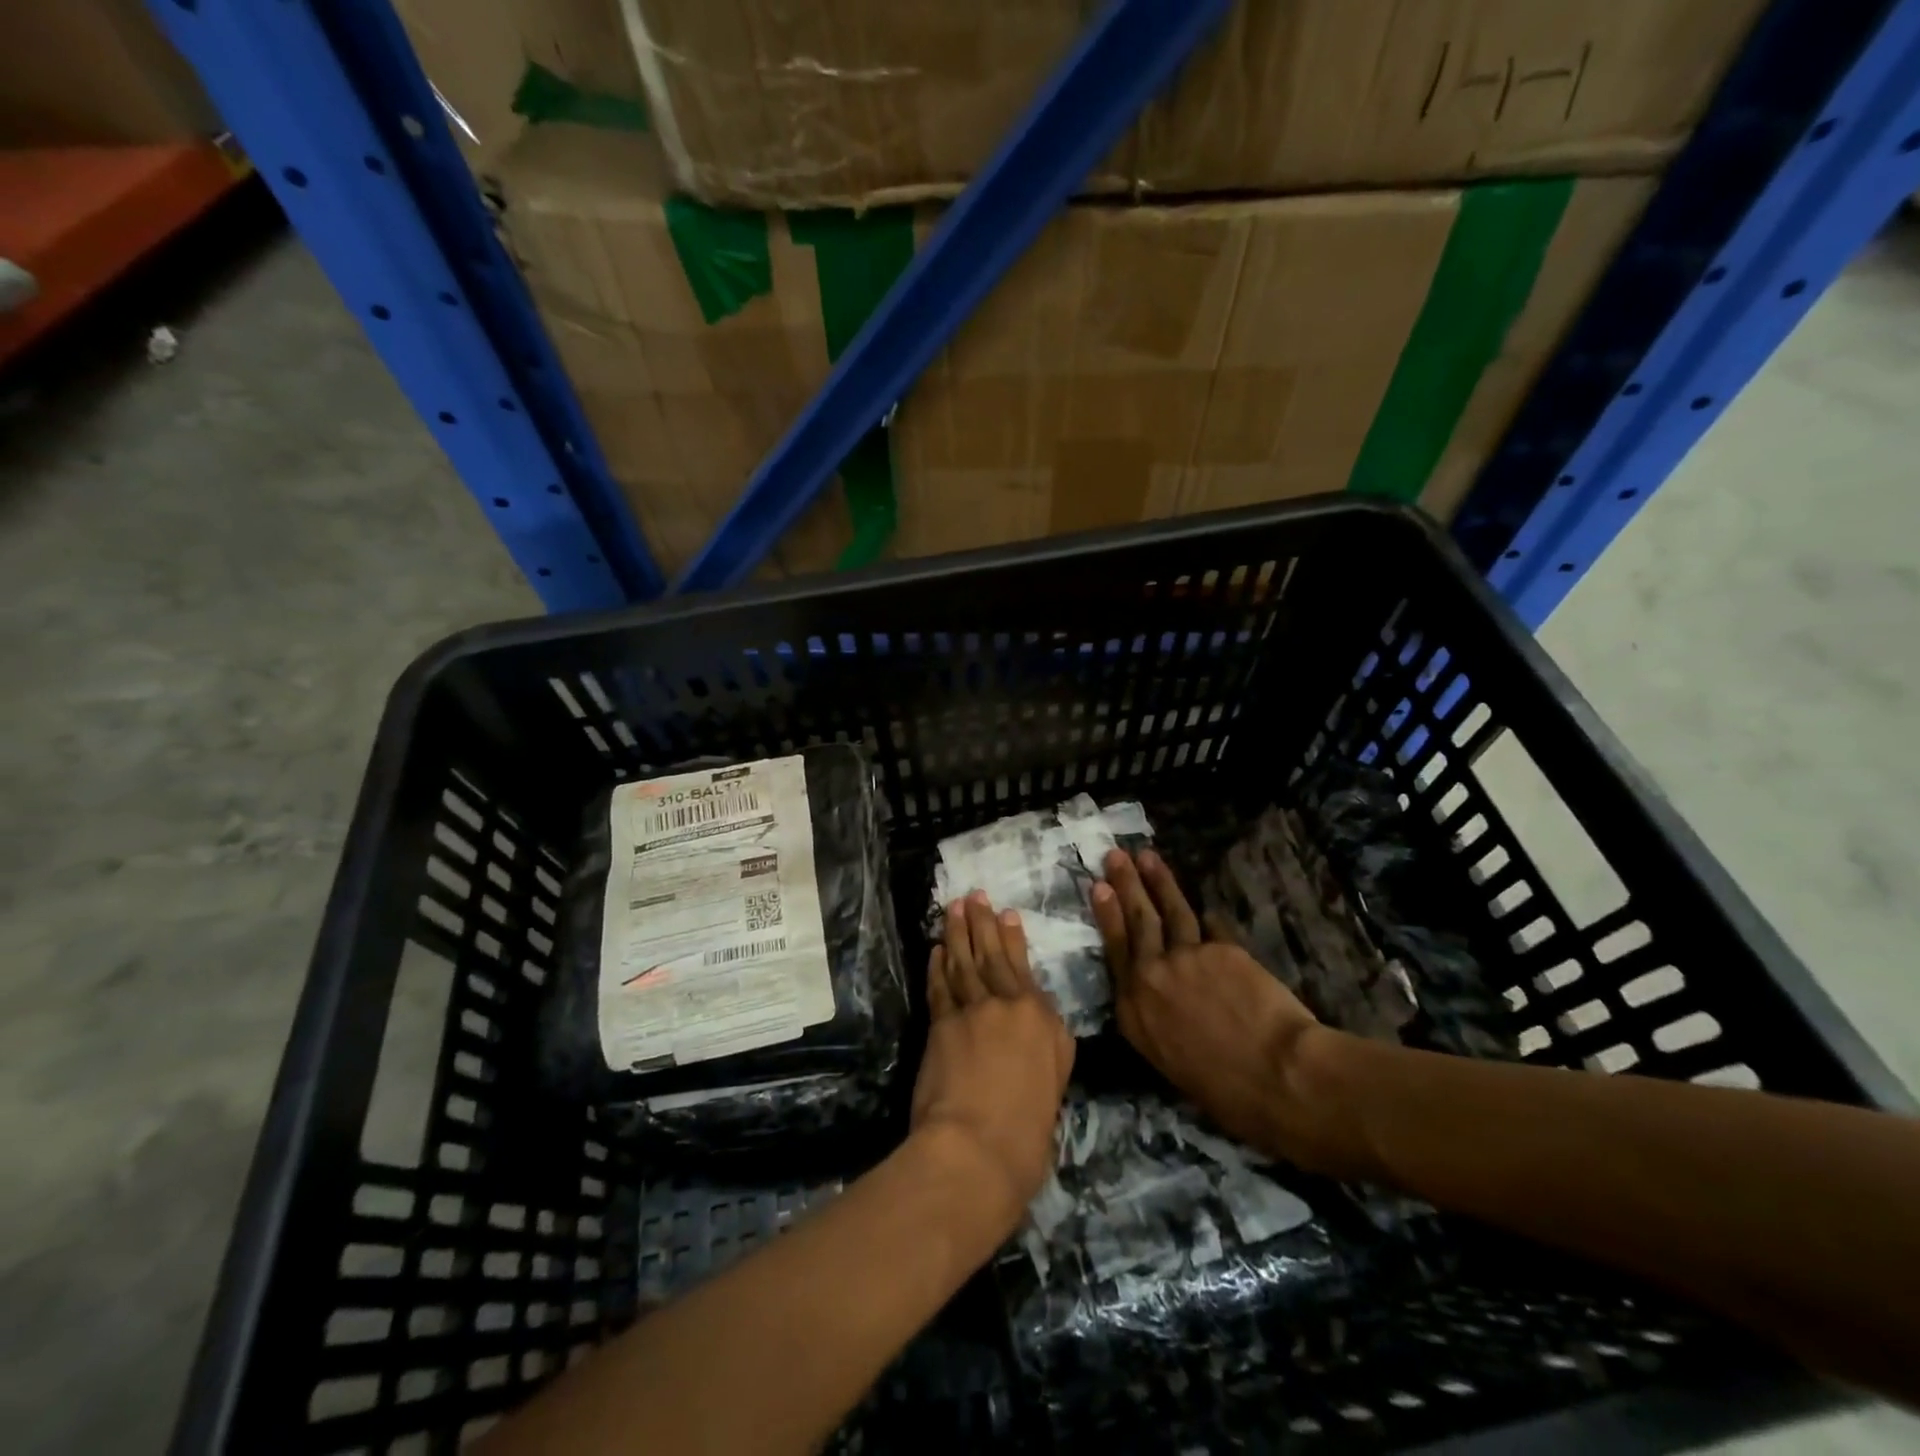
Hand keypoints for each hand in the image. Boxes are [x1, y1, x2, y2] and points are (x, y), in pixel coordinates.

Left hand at [910, 892, 1075, 1230]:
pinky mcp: (941, 1024)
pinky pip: (939, 985)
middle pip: (990, 955)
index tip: (1006, 913)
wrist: (979, 1147)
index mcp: (1041, 1017)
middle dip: (981, 923)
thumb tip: (1037, 1018)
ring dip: (956, 933)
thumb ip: (1048, 1041)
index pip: (1023, 968)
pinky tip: (936, 949)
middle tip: (973, 895)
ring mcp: (970, 1011)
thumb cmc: (1029, 1128)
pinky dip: (937, 965)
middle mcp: (1006, 1004)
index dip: (1012, 938)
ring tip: (953, 908)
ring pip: (962, 962)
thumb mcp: (1056, 1080)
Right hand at [1094, 849, 1357, 1175]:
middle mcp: (1151, 977)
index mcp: (1134, 1012)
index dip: (1108, 916)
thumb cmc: (1226, 1092)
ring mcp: (1186, 957)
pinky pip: (1212, 928)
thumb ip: (1160, 1020)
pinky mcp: (1221, 949)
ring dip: (1158, 880)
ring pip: (1170, 911)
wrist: (1278, 1078)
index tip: (1098, 888)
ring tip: (1147, 856)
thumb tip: (1168, 1000)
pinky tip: (1207, 907)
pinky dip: (1209, 919)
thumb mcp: (1171, 1062)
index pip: (1115, 951)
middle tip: (1115, 855)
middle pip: (1137, 921)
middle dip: (1126, 884)